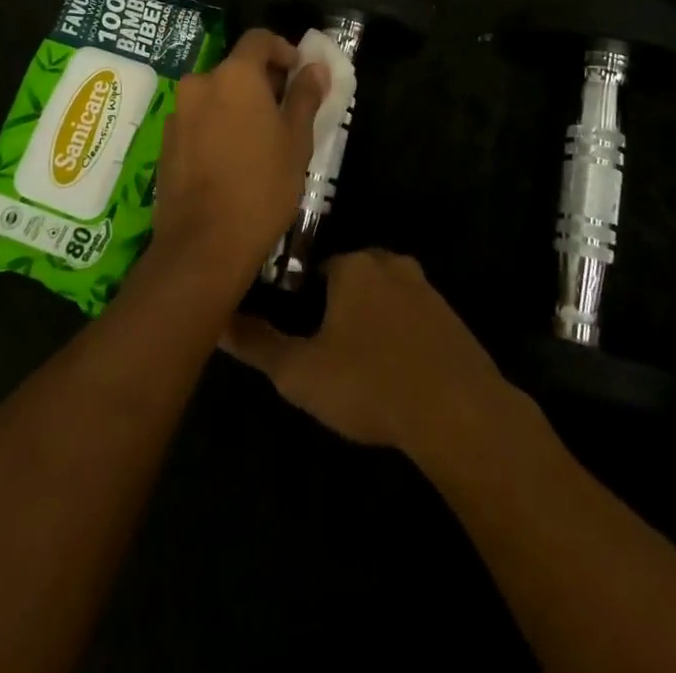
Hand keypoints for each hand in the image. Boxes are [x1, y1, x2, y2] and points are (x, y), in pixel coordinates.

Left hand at [150, 29, 327, 282]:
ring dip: (238, 105)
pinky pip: (198, 119)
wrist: (204, 245)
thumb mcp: (296, 140)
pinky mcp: (165, 142)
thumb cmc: (262, 186)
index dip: (282, 49)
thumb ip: (304, 96)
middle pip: (235, 68)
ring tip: (260, 140)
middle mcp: (200, 84)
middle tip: (286, 111)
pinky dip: (217, 125)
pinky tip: (232, 159)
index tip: (299, 73)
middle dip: (262, 81)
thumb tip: (315, 68)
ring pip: (216, 95)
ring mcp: (178, 113)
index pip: (258, 39)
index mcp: (234, 76)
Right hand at [220, 249, 514, 455]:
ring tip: (359, 367)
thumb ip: (258, 345)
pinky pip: (413, 319)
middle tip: (326, 353)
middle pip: (352, 279)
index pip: (316, 268)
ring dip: (371, 323)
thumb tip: (218, 321)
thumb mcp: (300, 372)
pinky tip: (394, 373)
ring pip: (385, 298)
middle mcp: (391, 263)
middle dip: (338, 308)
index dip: (302, 300)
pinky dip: (400, 338)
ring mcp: (427, 288)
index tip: (299, 334)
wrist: (457, 411)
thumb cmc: (369, 383)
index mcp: (354, 265)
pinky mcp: (451, 317)